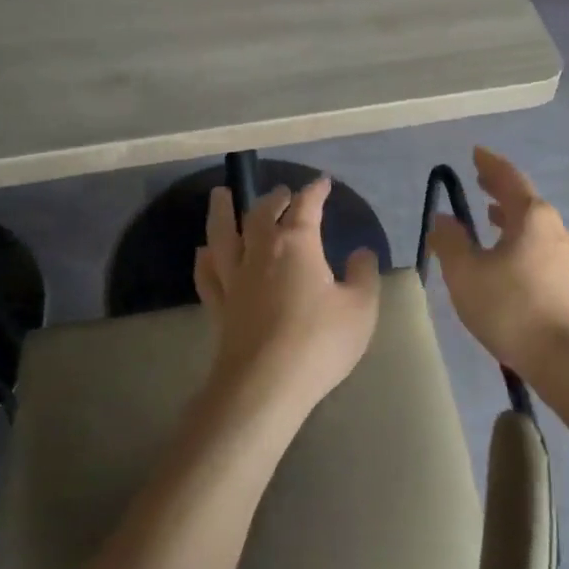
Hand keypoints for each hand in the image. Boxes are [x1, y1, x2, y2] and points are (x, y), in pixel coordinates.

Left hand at [194, 177, 380, 416]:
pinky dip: (206, 258)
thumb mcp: (360, 308)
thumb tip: (361, 252)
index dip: (315, 192)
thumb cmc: (319, 342)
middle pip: (261, 213)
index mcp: (297, 245)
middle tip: (282, 192)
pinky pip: (208, 274)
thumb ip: (363, 275)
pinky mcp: (218, 307)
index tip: (323, 182)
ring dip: (222, 212)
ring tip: (221, 195)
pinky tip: (204, 252)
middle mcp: (260, 252)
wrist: (265, 386)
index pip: (306, 207)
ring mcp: (234, 280)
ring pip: (222, 235)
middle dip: (274, 198)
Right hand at [426, 147, 568, 379]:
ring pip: (534, 226)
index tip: (476, 152)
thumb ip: (451, 242)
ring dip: (511, 217)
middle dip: (500, 189)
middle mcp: (554, 228)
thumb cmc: (513, 309)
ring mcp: (567, 256)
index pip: (508, 178)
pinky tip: (509, 259)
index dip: (489, 164)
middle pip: (524, 199)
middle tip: (480, 180)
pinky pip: (539, 247)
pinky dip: (520, 240)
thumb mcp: (467, 274)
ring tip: (491, 217)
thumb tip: (444, 218)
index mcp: (531, 217)